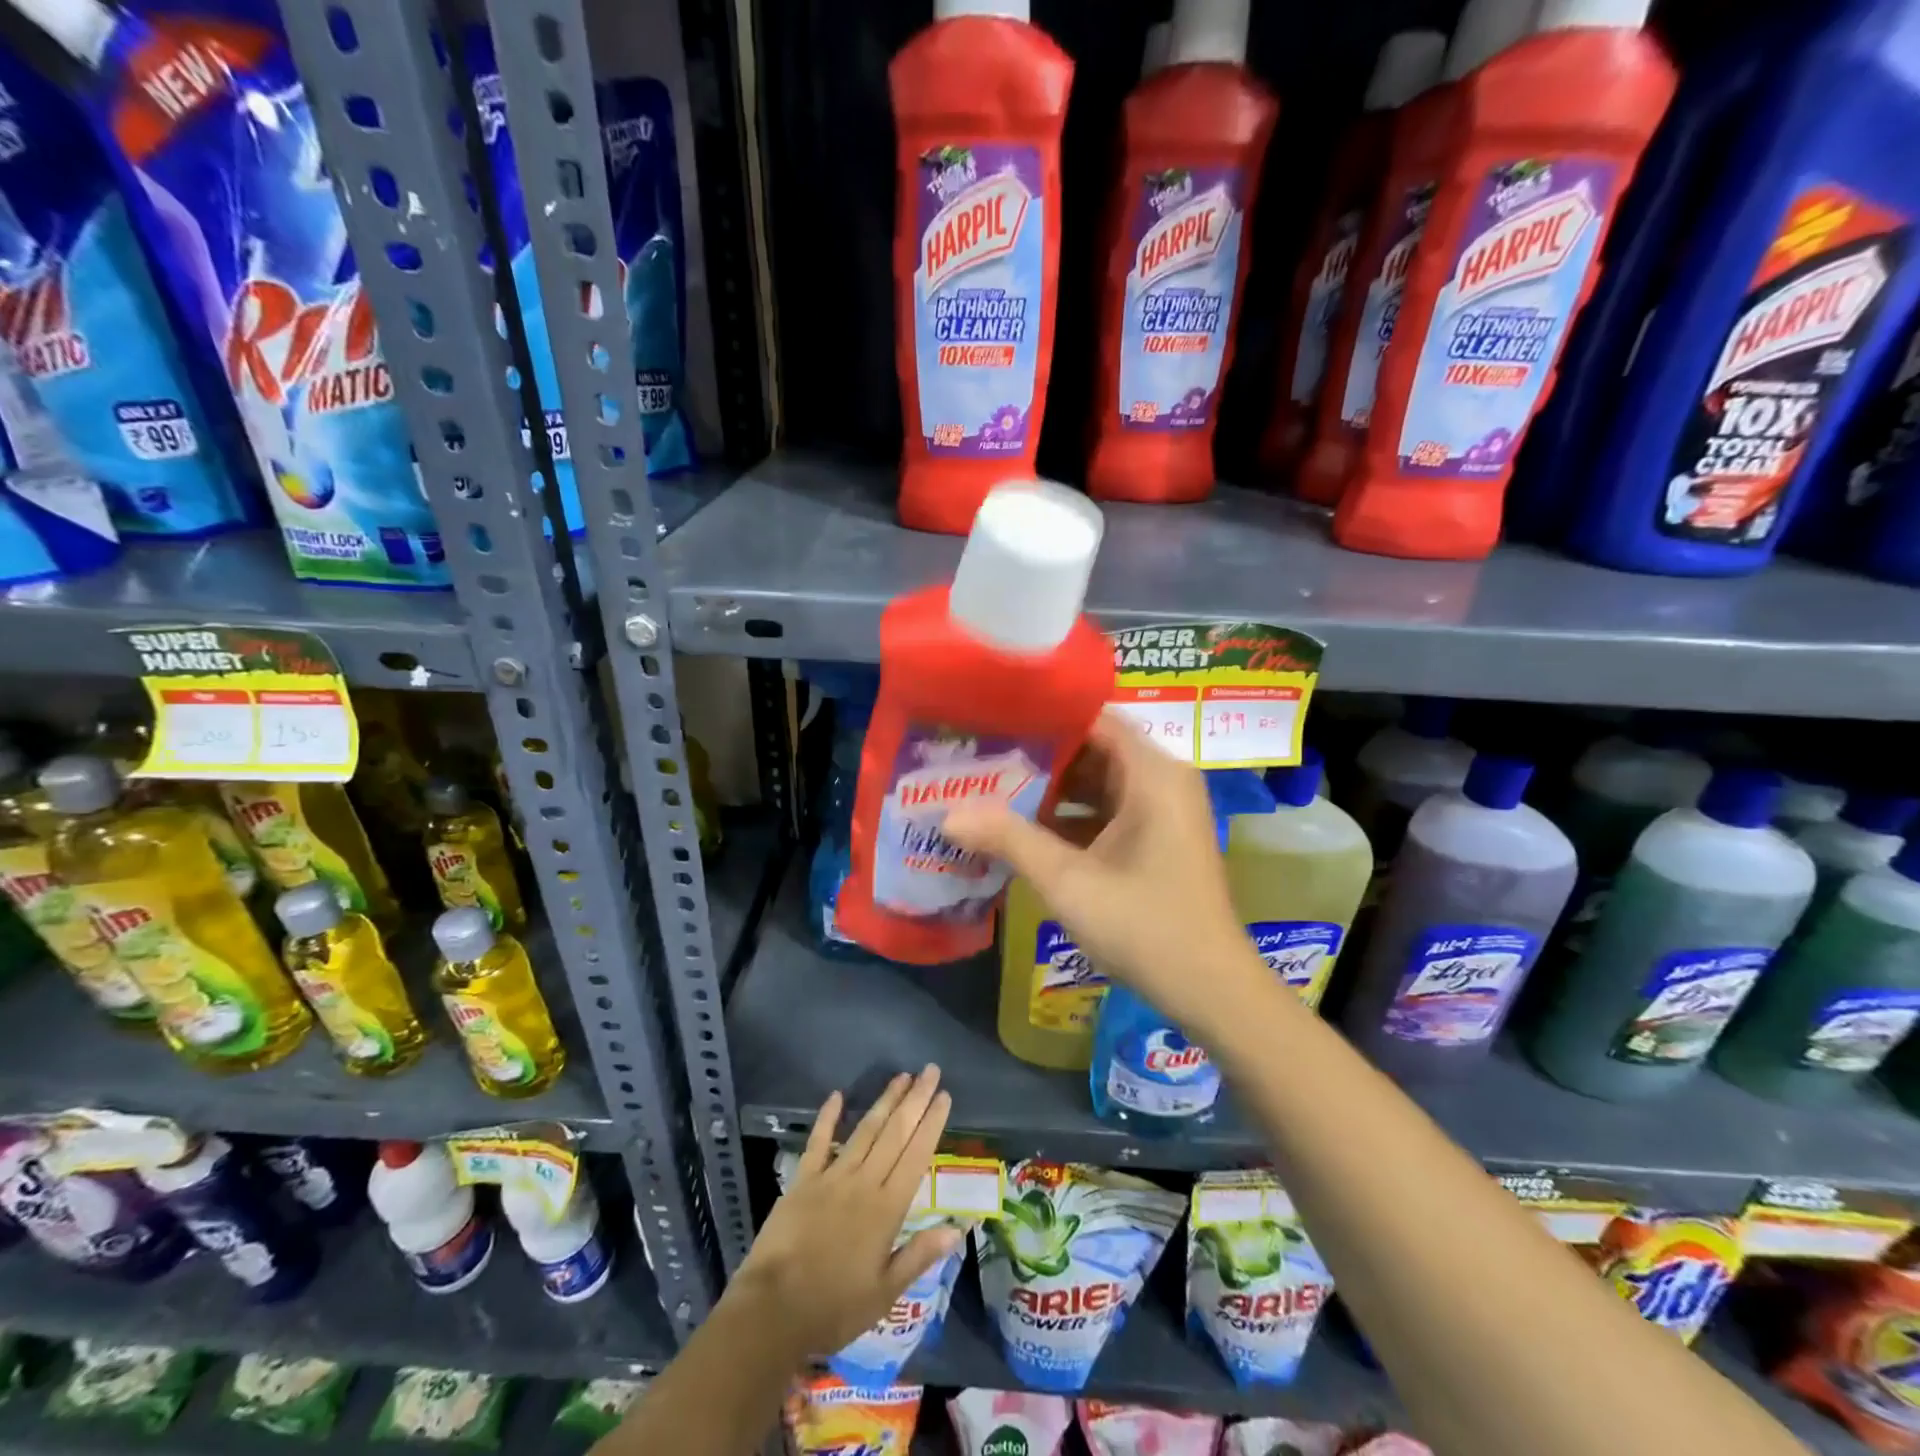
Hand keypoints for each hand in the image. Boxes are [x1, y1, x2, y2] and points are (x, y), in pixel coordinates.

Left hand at [731, 1066, 959, 1359]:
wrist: (772, 1312)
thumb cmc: (833, 1308)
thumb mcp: (884, 1294)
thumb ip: (919, 1255)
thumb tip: (958, 1228)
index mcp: (887, 1209)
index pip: (916, 1156)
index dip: (931, 1124)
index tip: (944, 1095)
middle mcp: (863, 1183)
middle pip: (895, 1133)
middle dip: (915, 1100)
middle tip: (930, 1070)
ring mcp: (831, 1177)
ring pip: (865, 1131)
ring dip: (885, 1101)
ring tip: (901, 1076)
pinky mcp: (802, 1180)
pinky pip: (818, 1142)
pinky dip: (828, 1117)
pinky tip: (837, 1095)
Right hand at [944, 710, 1265, 1036]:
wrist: (1209, 991)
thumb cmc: (1144, 925)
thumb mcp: (1068, 880)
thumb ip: (1009, 839)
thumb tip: (947, 814)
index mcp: (1152, 773)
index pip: (1092, 718)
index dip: (1042, 716)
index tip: (993, 718)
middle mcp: (1162, 780)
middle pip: (1092, 748)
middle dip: (1037, 755)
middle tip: (980, 754)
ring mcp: (1162, 811)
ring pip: (1097, 781)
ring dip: (1050, 789)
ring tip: (990, 786)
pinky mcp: (1156, 839)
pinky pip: (1107, 810)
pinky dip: (1070, 816)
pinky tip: (1023, 828)